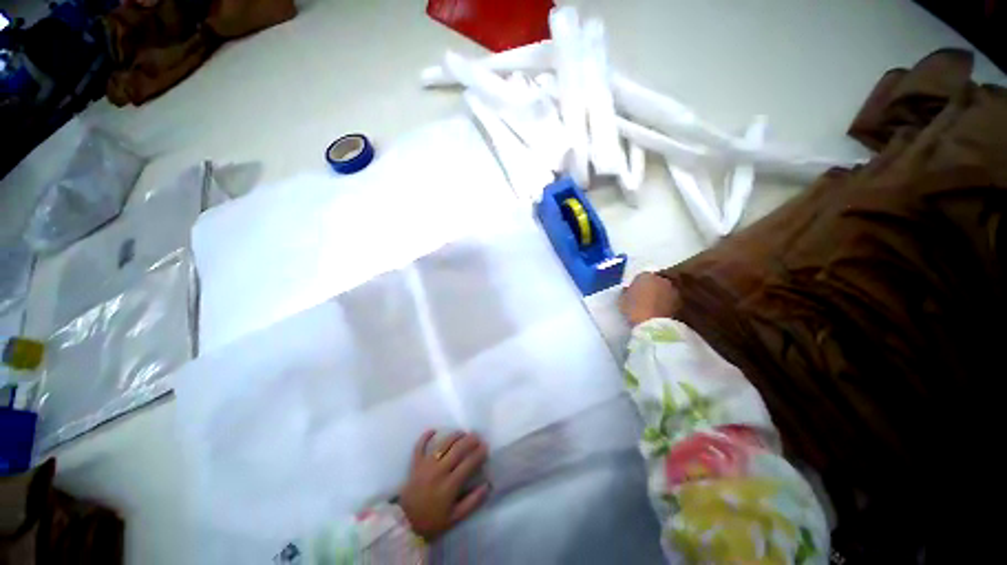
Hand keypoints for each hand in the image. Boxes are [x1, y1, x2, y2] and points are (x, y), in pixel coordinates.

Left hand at [398, 431, 489, 539]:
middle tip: (477, 436)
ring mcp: (426, 465)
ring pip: (443, 444)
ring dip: (455, 436)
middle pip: (458, 449)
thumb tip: (487, 485)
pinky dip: (426, 436)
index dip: (479, 453)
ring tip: (463, 433)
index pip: (469, 463)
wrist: (404, 524)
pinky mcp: (415, 463)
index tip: (485, 447)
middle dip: (470, 440)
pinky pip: (420, 446)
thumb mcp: (455, 518)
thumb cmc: (432, 521)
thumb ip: (472, 502)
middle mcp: (439, 470)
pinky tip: (434, 430)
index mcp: (450, 485)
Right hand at [619, 272, 680, 326]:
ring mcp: (673, 290)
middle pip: (655, 282)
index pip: (640, 278)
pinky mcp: (680, 303)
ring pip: (664, 291)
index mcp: (645, 275)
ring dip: (660, 296)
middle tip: (644, 300)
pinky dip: (666, 305)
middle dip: (651, 289)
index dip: (636, 286)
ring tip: (653, 308)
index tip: (633, 295)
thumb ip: (626, 293)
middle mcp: (661, 279)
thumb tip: (628, 290)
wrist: (654, 325)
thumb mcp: (622, 300)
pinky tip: (660, 313)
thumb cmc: (634, 310)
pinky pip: (670, 301)